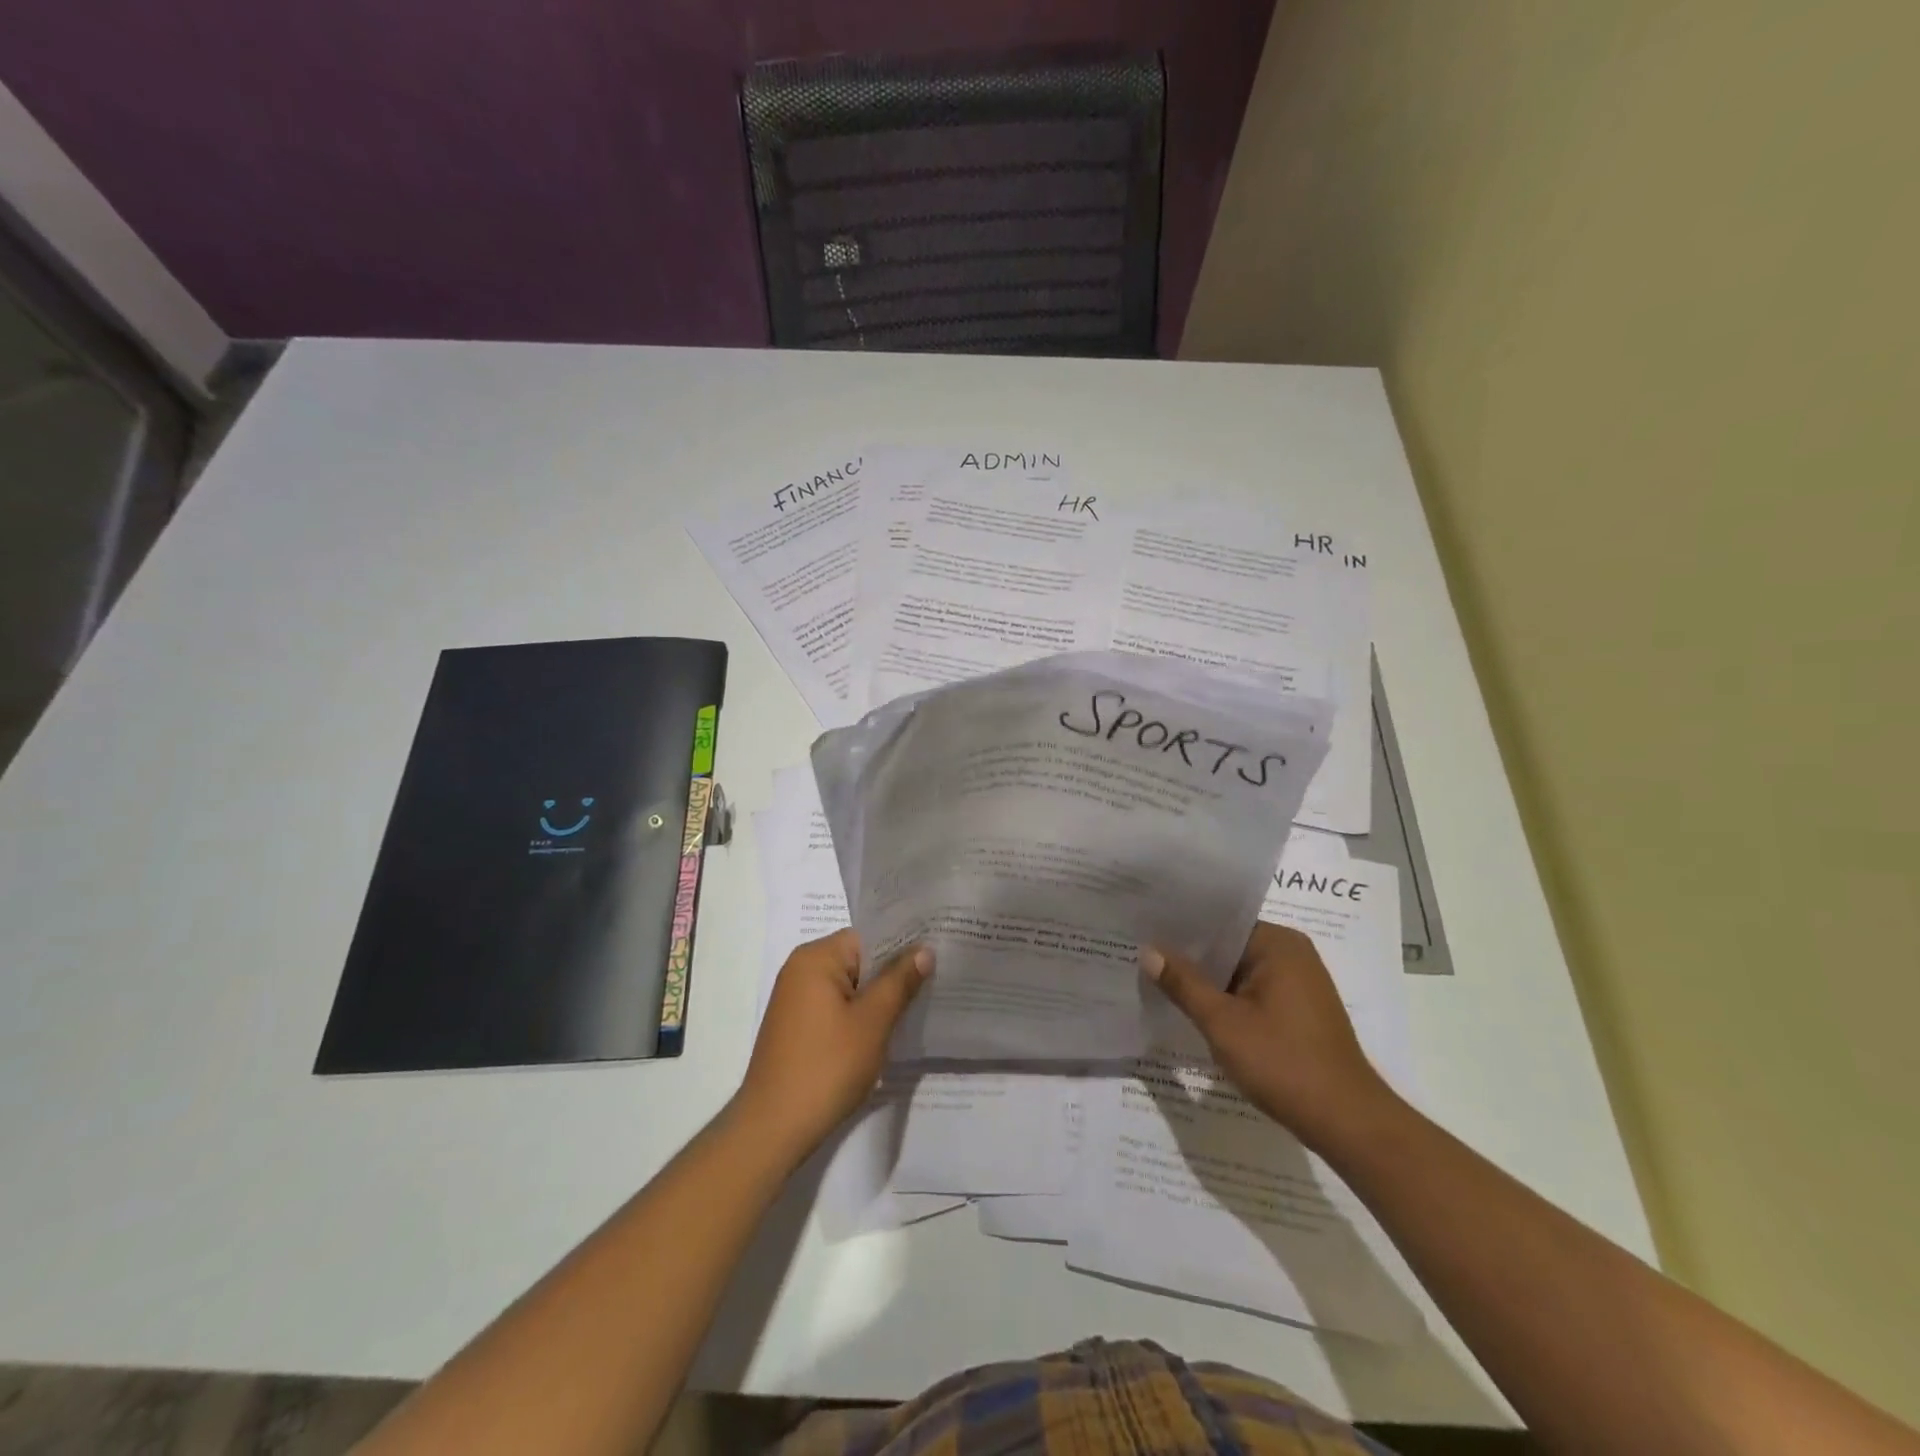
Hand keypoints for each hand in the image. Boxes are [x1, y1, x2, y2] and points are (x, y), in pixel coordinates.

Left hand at [732, 929, 930, 1158]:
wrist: (773, 1128)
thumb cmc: (826, 1067)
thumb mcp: (872, 1021)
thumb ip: (899, 981)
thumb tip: (924, 950)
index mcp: (815, 958)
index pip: (868, 937)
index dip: (903, 946)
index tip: (937, 956)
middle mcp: (801, 970)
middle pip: (859, 960)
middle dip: (893, 973)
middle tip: (935, 982)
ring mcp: (796, 999)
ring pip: (850, 986)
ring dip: (878, 998)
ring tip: (917, 1006)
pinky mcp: (797, 1026)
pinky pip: (837, 1007)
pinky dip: (860, 1015)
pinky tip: (886, 1032)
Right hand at [1143, 922, 1389, 1144]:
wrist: (1346, 1123)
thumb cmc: (1283, 1063)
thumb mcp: (1222, 1023)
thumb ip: (1183, 983)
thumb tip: (1148, 950)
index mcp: (1278, 944)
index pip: (1219, 923)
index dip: (1179, 928)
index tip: (1142, 930)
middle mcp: (1292, 954)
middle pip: (1227, 947)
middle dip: (1189, 957)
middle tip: (1140, 955)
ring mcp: (1298, 984)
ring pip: (1238, 972)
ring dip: (1206, 982)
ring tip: (1157, 980)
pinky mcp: (1298, 1011)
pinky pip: (1251, 992)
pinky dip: (1226, 1000)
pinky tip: (1194, 1010)